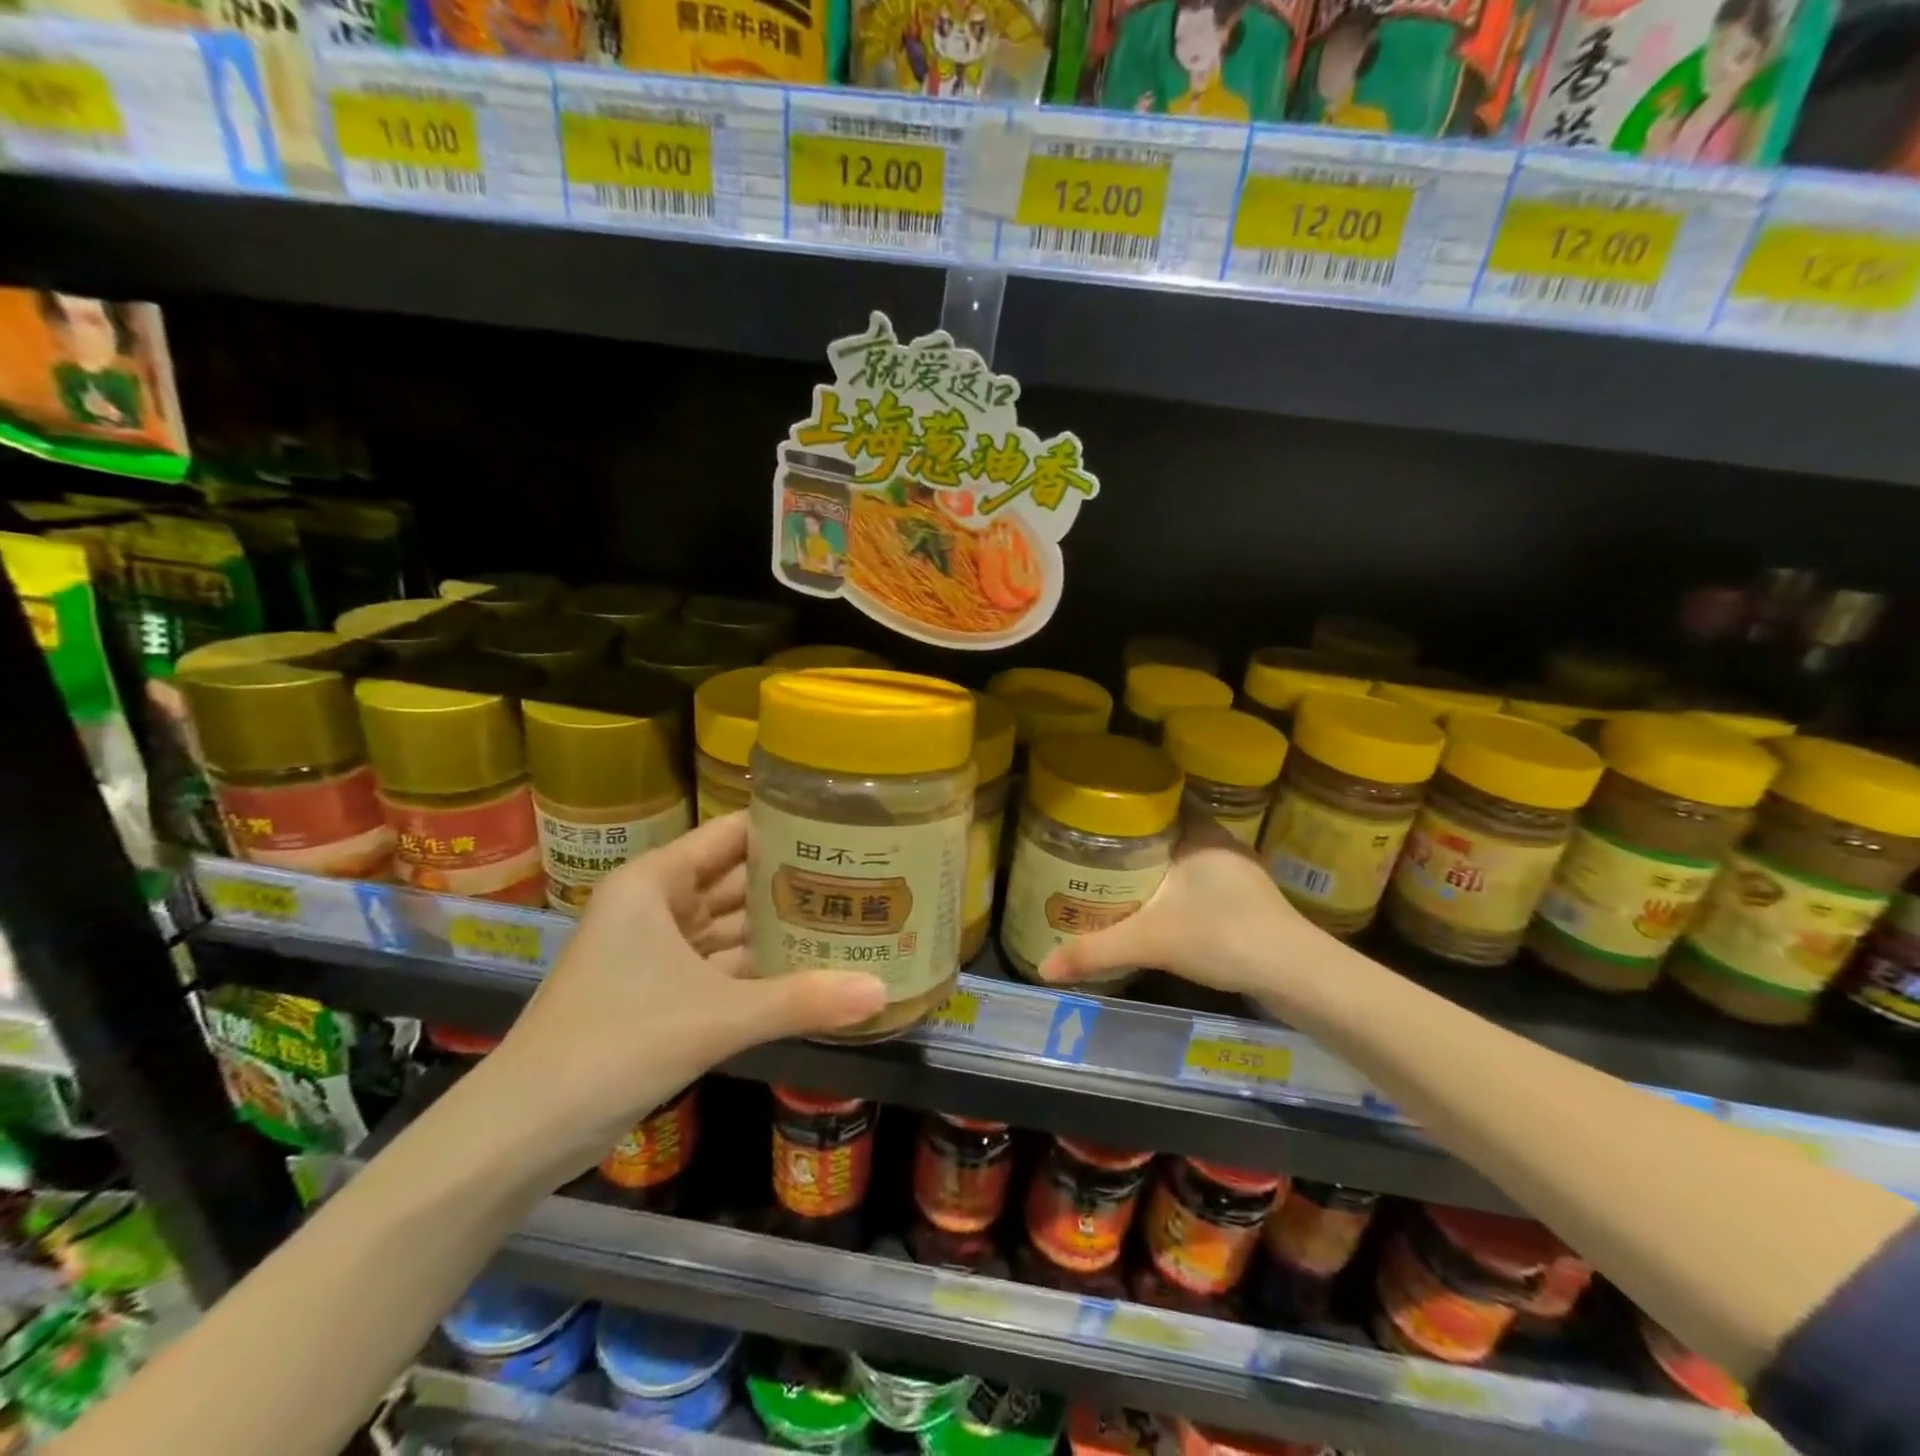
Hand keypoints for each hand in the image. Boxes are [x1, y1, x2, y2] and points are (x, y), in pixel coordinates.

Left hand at [491, 813, 885, 1169]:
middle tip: (866, 876)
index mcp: (655, 882)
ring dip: (782, 928)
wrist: (522, 1133)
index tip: (846, 829)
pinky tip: (814, 969)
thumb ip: (800, 1001)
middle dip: (794, 881)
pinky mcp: (663, 993)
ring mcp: (659, 951)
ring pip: (732, 926)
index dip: (786, 828)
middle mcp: (657, 905)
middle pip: (737, 879)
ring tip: (852, 916)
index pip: (732, 834)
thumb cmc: (612, 1044)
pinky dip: (763, 969)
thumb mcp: (713, 1018)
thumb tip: (882, 992)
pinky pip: (725, 966)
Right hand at [1036, 816, 1315, 1001]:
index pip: (1162, 799)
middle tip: (1094, 845)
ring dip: (1159, 863)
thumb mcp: (1149, 942)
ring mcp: (1240, 872)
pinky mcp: (1250, 899)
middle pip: (1170, 828)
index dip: (1130, 802)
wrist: (1296, 974)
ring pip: (1187, 856)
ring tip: (1117, 872)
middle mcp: (1221, 844)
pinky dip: (1178, 885)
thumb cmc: (1222, 935)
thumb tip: (1042, 968)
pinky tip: (1159, 904)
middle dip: (1136, 836)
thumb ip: (1095, 952)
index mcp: (1200, 833)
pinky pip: (1202, 879)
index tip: (1096, 810)